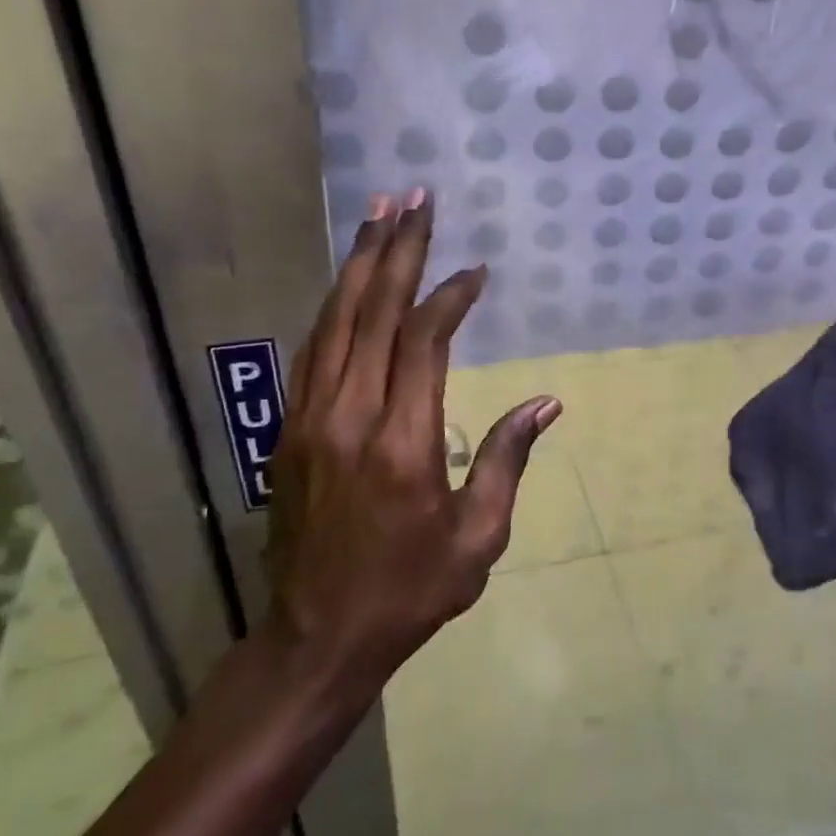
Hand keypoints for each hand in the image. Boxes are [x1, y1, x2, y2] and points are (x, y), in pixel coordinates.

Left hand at [265, 190, 559, 693]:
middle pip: (373, 312)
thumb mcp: (479, 539)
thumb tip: (546, 402)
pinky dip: (334, 307)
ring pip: (335, 321)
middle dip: (398, 250)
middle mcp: (351, 416)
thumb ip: (508, 461)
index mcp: (404, 443)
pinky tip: (348, 282)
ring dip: (360, 264)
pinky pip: (313, 349)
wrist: (317, 636)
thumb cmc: (409, 591)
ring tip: (379, 215)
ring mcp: (311, 418)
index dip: (449, 297)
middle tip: (415, 199)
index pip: (424, 343)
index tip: (474, 271)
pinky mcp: (289, 427)